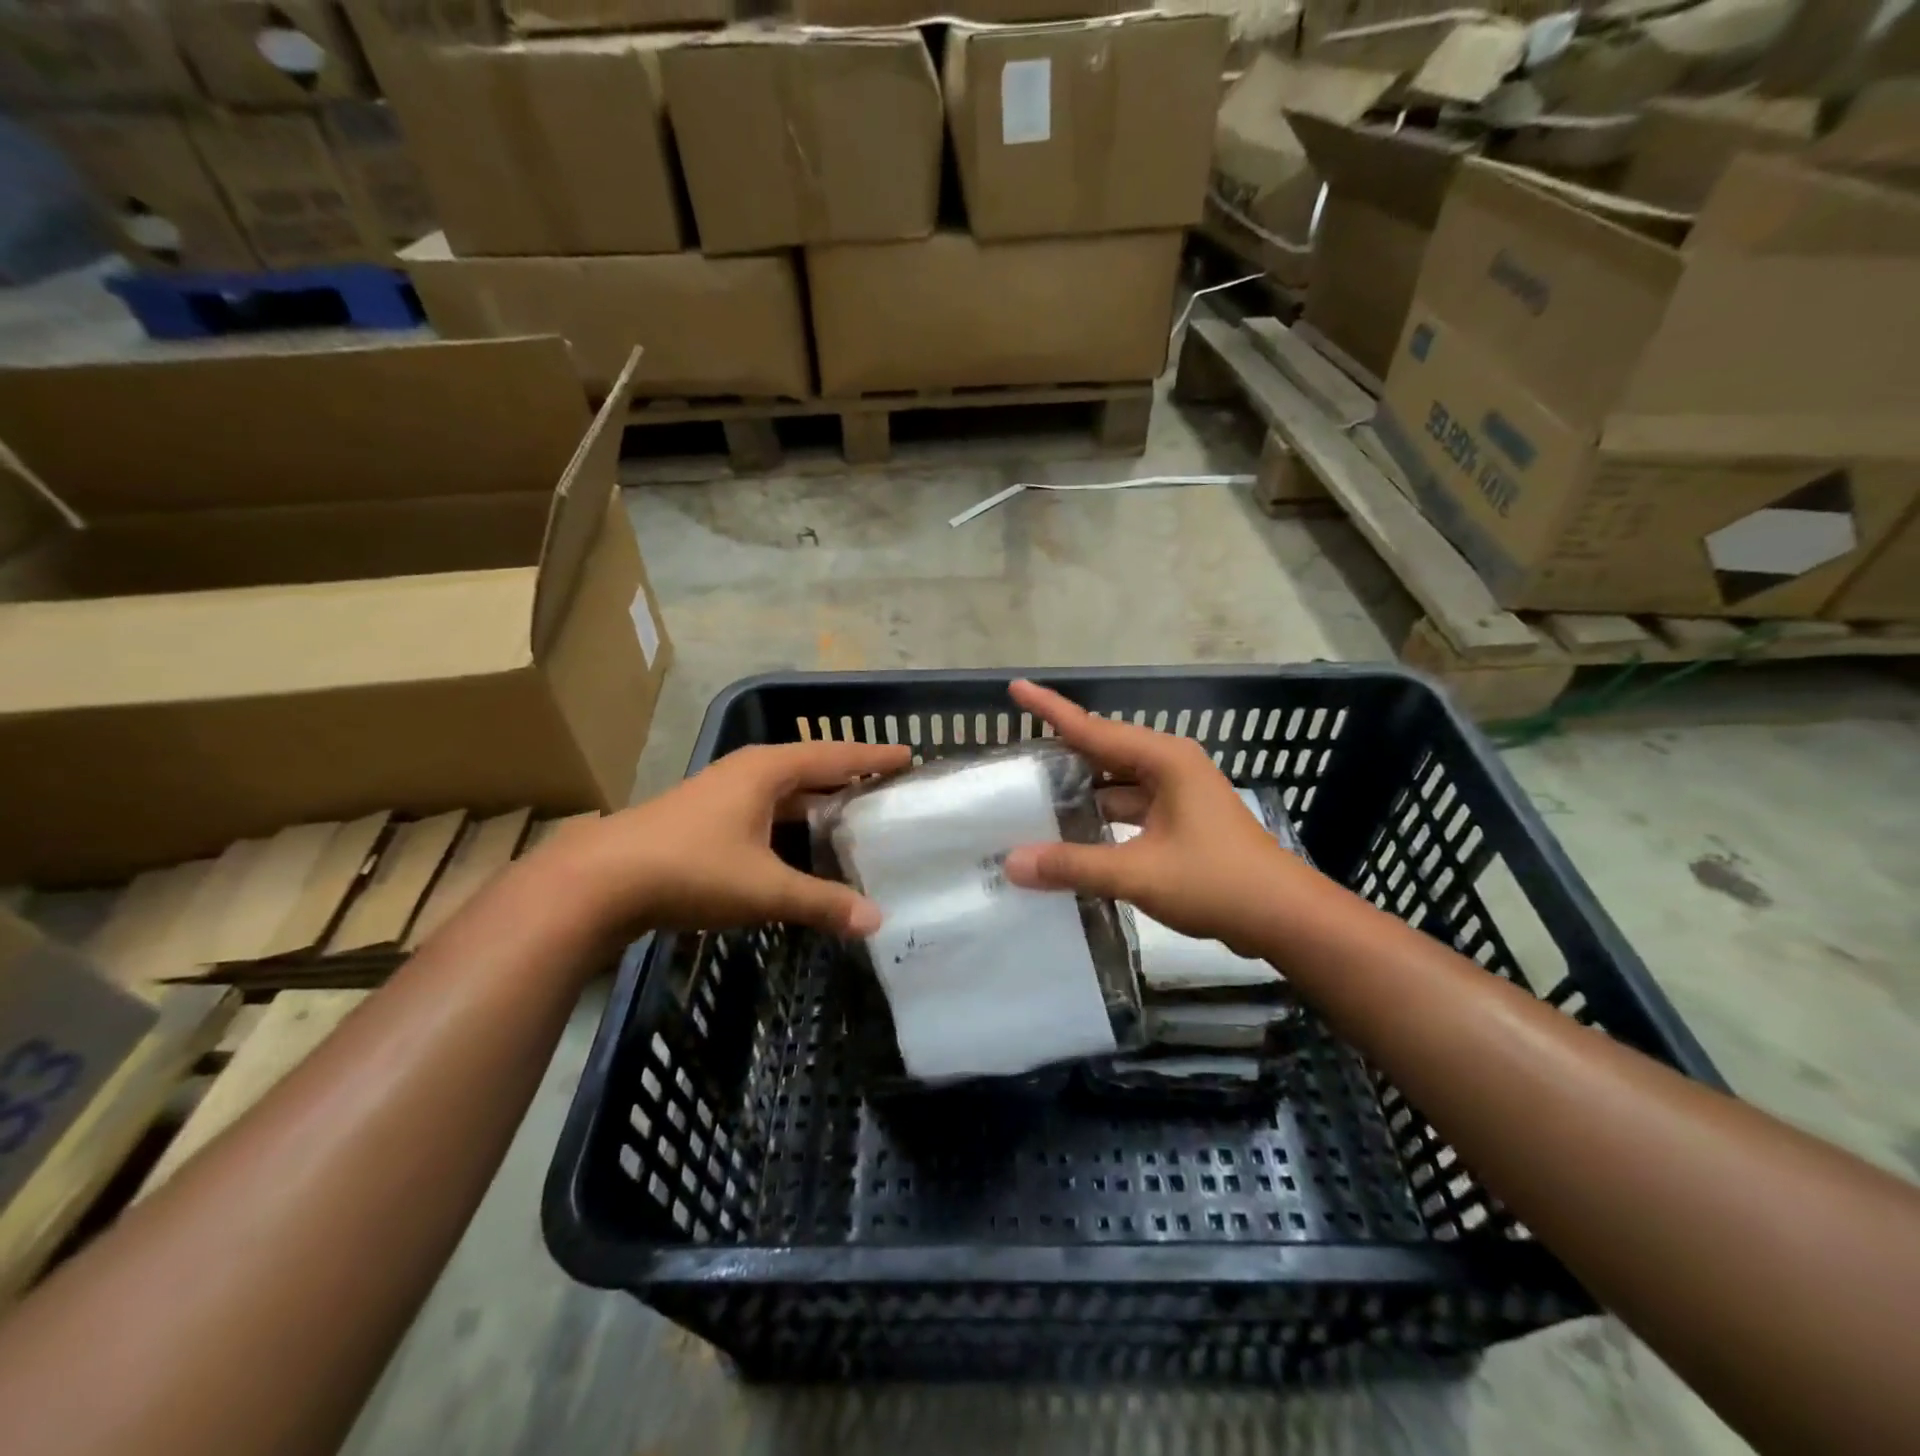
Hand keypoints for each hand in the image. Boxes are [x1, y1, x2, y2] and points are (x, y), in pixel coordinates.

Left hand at [542, 740, 910, 937]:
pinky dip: (793, 822)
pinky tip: (805, 846)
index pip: (834, 755)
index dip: (872, 756)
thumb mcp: (764, 887)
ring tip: (857, 818)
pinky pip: (766, 811)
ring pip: (786, 792)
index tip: (909, 755)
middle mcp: (747, 772)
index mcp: (767, 770)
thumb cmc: (691, 868)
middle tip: (890, 790)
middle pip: (812, 768)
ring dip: (820, 802)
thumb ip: (822, 902)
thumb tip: (877, 921)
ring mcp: (722, 794)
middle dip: (850, 777)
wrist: (600, 881)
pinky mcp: (706, 819)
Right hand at [1002, 680, 1322, 953]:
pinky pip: (1130, 807)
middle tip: (1015, 753)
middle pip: (1103, 751)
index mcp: (1164, 760)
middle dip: (1061, 751)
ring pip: (1116, 783)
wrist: (1284, 917)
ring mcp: (1178, 794)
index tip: (1016, 687)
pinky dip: (1101, 816)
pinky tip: (1073, 832)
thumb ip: (1073, 865)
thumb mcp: (1138, 873)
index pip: (1092, 728)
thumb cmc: (1216, 882)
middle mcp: (1170, 766)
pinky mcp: (1181, 821)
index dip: (1050, 709)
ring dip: (1081, 790)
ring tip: (1032, 794)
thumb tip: (1012, 862)